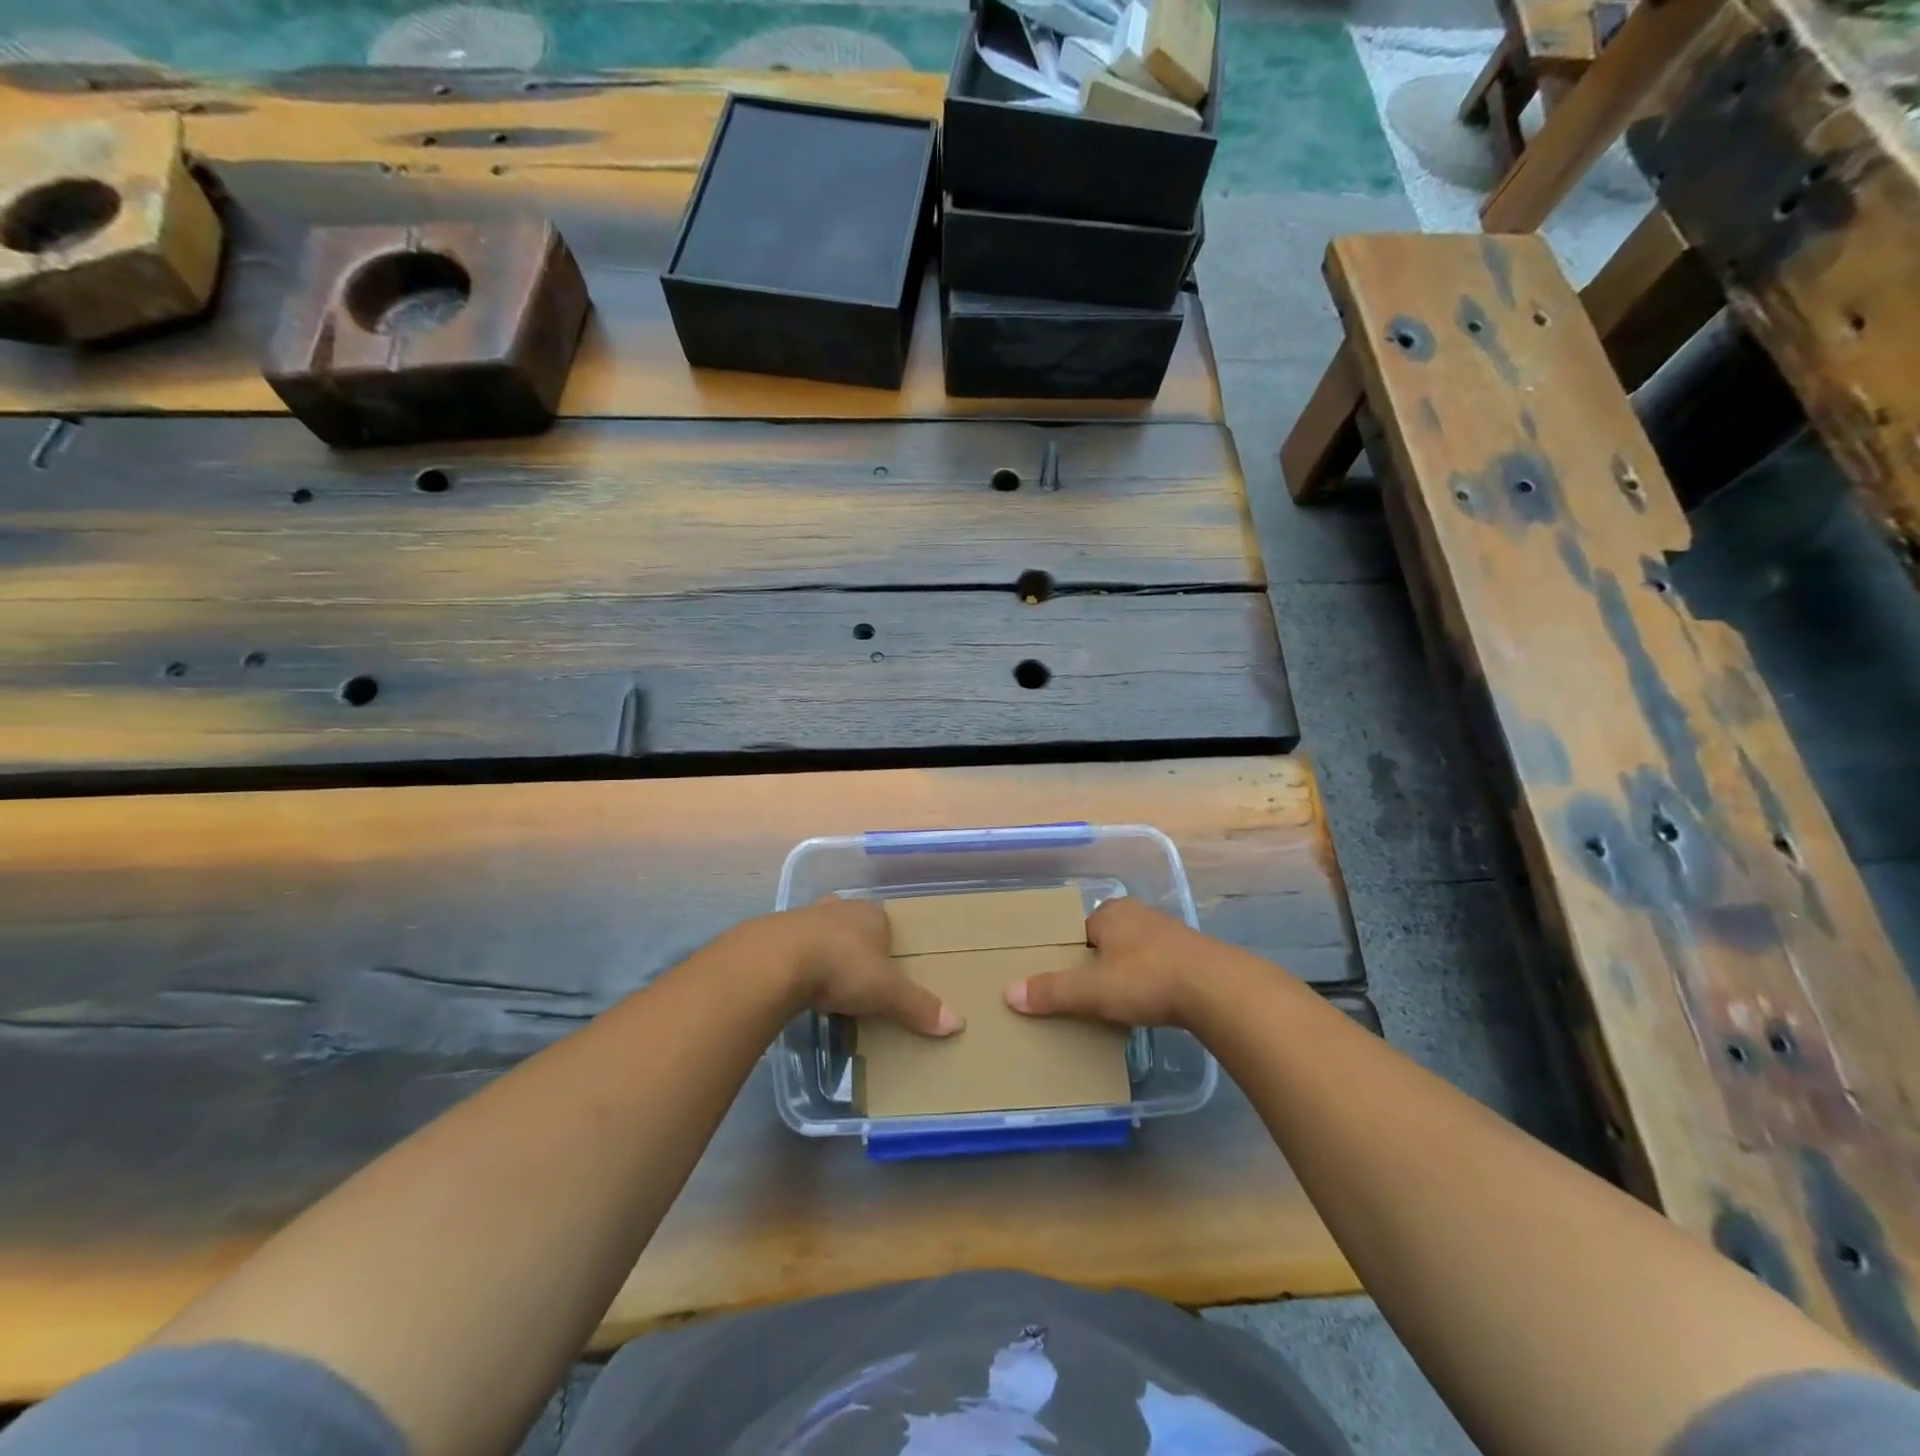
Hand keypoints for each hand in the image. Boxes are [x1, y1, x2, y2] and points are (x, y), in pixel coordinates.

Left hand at [769, 897, 962, 1037]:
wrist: (775, 961)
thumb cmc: (842, 966)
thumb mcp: (886, 992)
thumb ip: (918, 1006)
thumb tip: (958, 1023)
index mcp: (870, 914)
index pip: (886, 926)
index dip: (888, 949)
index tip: (888, 975)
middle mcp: (839, 909)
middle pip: (854, 930)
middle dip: (857, 952)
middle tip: (860, 983)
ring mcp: (805, 918)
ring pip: (824, 937)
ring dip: (827, 958)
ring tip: (829, 990)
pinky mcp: (776, 936)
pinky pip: (796, 951)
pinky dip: (800, 967)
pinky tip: (800, 989)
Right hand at [1004, 897, 1224, 1028]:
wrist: (1217, 989)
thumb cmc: (1146, 979)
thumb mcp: (1092, 990)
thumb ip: (1052, 991)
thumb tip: (1009, 993)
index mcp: (1111, 912)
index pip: (1079, 930)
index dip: (1070, 954)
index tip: (1065, 981)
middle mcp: (1139, 915)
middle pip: (1106, 940)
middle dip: (1098, 964)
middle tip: (1086, 996)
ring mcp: (1169, 933)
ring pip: (1134, 953)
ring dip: (1126, 974)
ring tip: (1117, 1005)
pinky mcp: (1192, 956)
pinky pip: (1159, 967)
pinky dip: (1150, 983)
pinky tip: (1150, 1004)